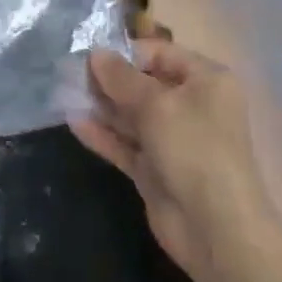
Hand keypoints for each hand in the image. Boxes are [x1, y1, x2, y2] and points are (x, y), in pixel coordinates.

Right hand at [73, 42, 278, 281]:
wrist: (215, 228)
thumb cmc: (193, 148)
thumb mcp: (156, 104)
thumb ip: (122, 77)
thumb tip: (95, 53)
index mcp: (205, 80)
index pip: (161, 53)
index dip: (126, 53)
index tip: (91, 56)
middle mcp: (191, 105)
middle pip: (143, 83)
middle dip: (109, 79)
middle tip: (71, 75)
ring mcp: (172, 139)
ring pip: (131, 114)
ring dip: (102, 105)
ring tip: (66, 94)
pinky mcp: (154, 167)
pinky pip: (125, 143)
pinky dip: (103, 134)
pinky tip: (74, 123)